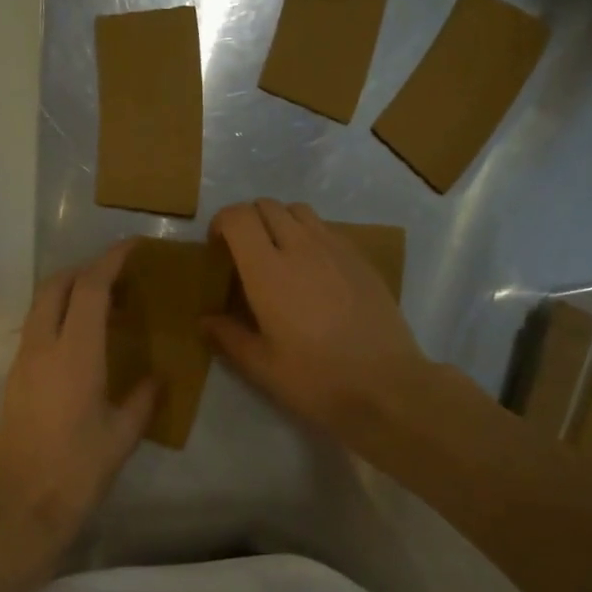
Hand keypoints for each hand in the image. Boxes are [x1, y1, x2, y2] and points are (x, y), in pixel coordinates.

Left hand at [0, 239, 157, 544]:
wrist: (17, 506)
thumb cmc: (75, 471)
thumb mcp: (122, 436)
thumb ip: (143, 399)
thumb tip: (157, 377)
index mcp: (75, 353)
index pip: (90, 287)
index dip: (112, 260)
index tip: (135, 247)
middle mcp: (43, 346)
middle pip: (56, 285)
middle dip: (86, 269)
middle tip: (120, 278)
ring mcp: (23, 361)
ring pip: (42, 305)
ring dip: (71, 292)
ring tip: (106, 308)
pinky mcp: (15, 378)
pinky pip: (37, 328)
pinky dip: (60, 316)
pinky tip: (85, 342)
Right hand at [204, 200, 432, 444]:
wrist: (385, 385)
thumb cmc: (316, 378)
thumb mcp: (261, 367)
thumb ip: (229, 337)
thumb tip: (205, 320)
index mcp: (268, 271)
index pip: (239, 217)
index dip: (222, 222)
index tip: (217, 248)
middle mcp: (301, 247)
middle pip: (268, 206)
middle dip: (249, 220)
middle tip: (244, 254)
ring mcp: (336, 249)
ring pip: (300, 211)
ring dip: (280, 222)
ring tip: (279, 256)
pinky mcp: (361, 259)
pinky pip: (327, 229)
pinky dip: (310, 236)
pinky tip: (314, 271)